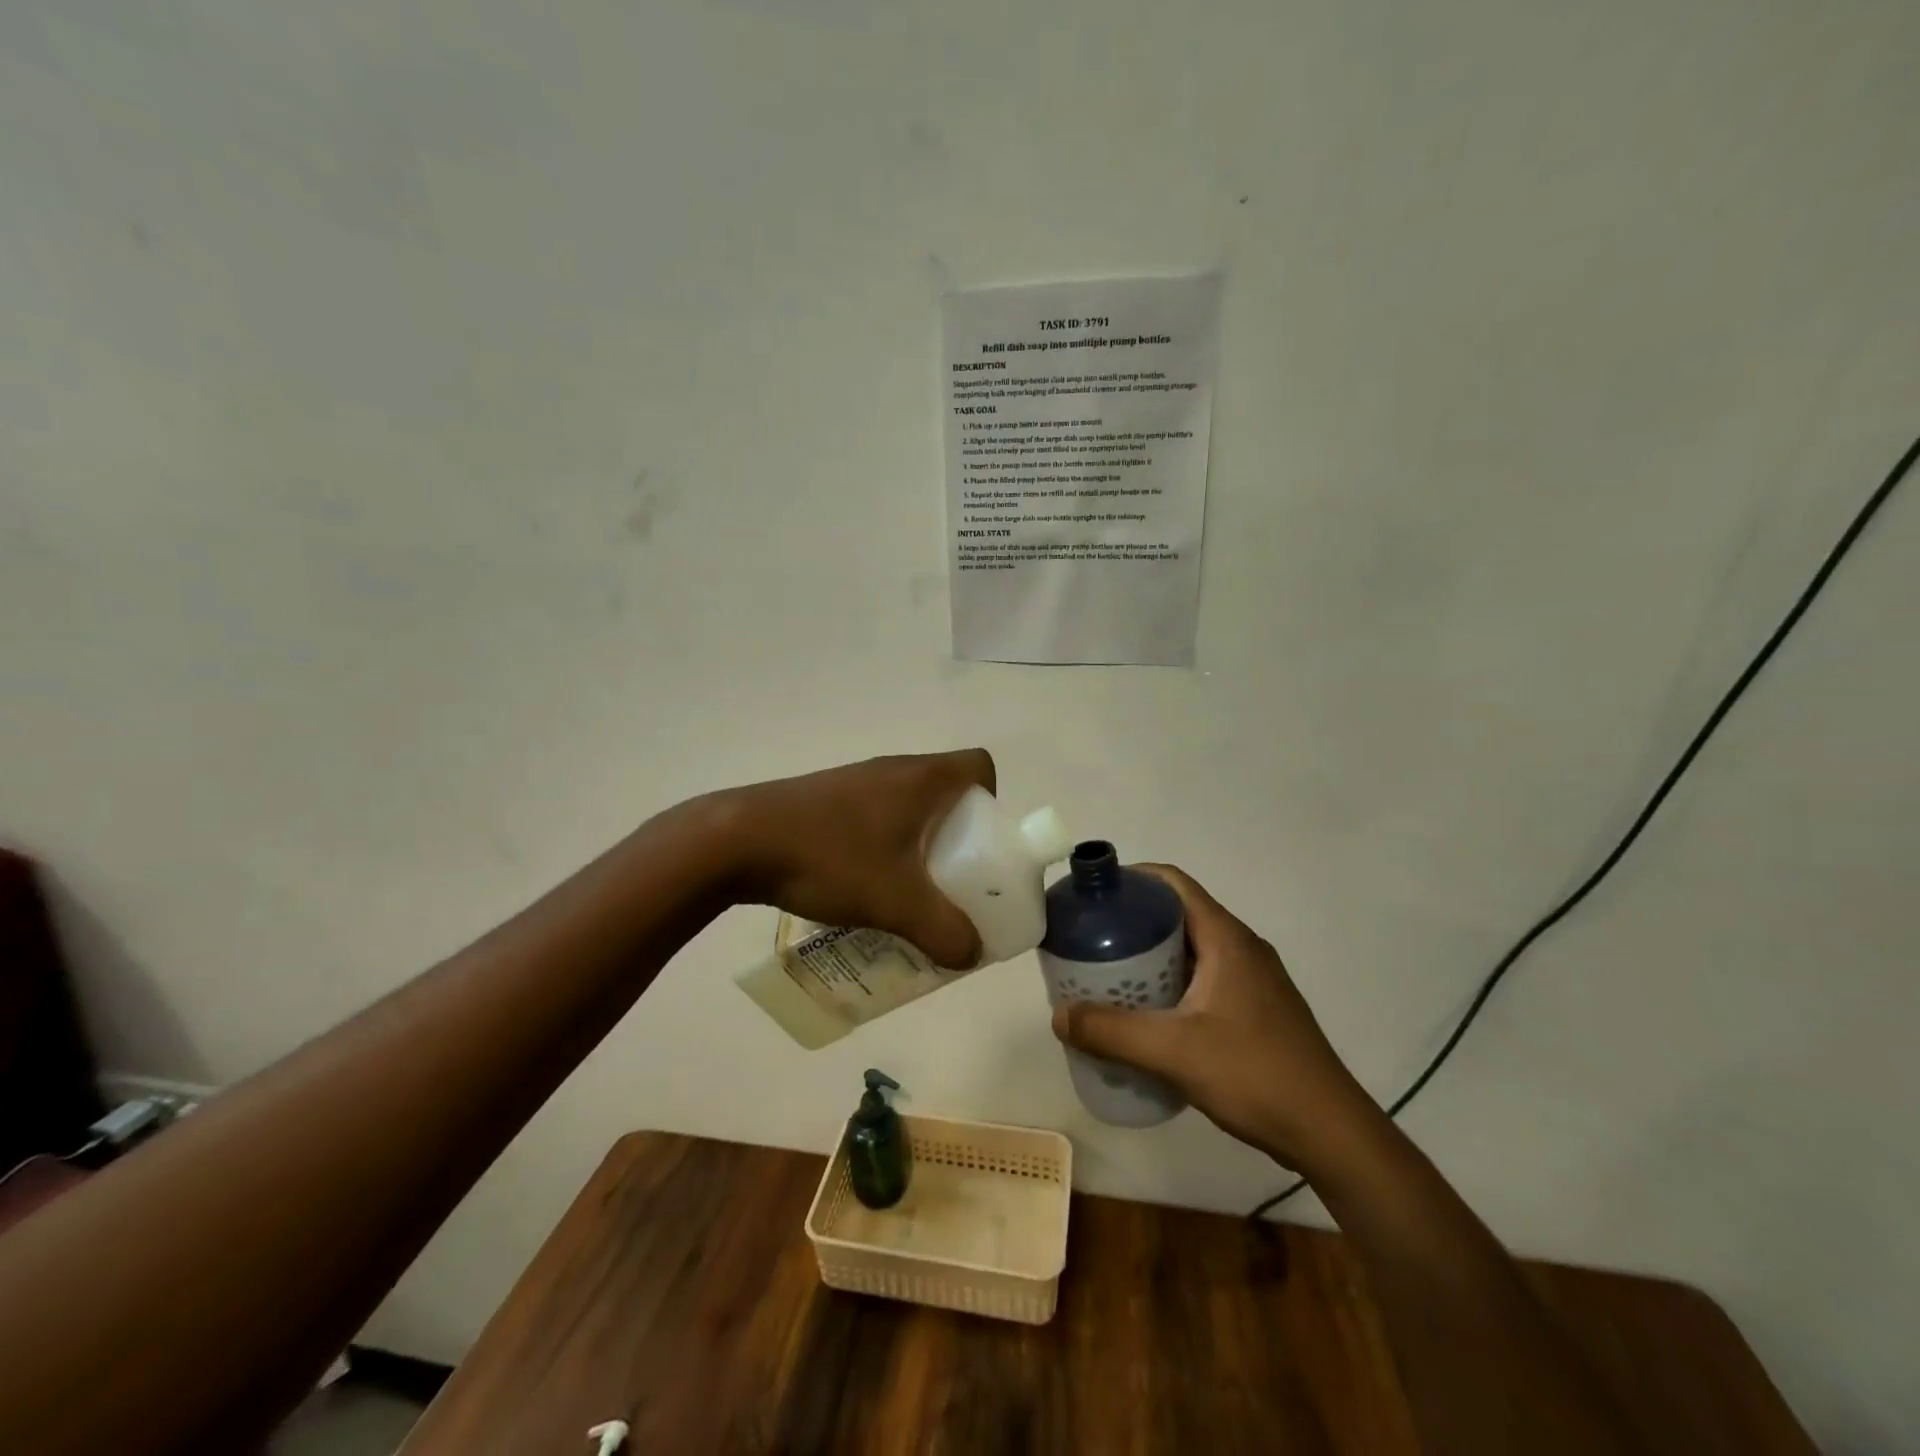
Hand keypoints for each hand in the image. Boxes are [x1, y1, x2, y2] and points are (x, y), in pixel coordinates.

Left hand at [711, 749, 996, 968]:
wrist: (737, 840)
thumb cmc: (830, 857)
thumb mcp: (897, 902)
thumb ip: (945, 931)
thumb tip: (972, 953)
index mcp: (922, 779)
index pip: (979, 766)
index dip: (992, 801)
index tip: (982, 844)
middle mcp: (893, 769)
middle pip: (946, 791)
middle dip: (958, 836)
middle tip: (952, 881)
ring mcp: (856, 782)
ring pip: (907, 807)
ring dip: (918, 844)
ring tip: (909, 892)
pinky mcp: (826, 799)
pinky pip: (874, 816)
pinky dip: (883, 846)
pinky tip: (862, 886)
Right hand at [1051, 865, 1379, 1171]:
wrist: (1331, 1132)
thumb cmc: (1255, 1075)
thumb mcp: (1174, 1052)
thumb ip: (1112, 1032)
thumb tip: (1059, 1016)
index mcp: (1226, 938)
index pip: (1172, 883)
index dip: (1131, 879)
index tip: (1092, 896)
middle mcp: (1241, 947)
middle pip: (1178, 914)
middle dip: (1132, 922)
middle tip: (1090, 941)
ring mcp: (1254, 979)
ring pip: (1191, 948)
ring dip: (1150, 955)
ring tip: (1109, 976)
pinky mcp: (1258, 1008)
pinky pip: (1204, 976)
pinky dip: (1171, 982)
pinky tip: (1149, 1015)